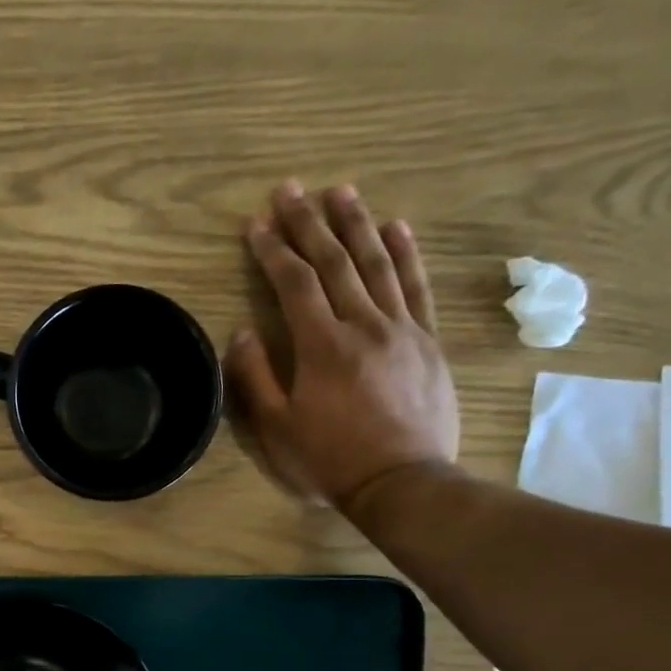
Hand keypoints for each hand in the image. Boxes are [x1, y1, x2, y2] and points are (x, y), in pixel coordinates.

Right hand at [229, 181, 459, 512]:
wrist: (402, 482)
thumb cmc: (330, 459)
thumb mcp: (277, 428)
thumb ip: (255, 377)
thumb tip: (243, 332)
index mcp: (321, 346)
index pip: (294, 284)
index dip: (272, 251)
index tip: (255, 223)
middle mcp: (363, 325)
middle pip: (334, 262)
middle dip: (308, 223)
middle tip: (291, 189)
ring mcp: (402, 329)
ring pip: (377, 264)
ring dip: (356, 224)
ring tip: (340, 191)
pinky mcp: (428, 341)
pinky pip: (416, 287)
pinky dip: (406, 254)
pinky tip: (396, 227)